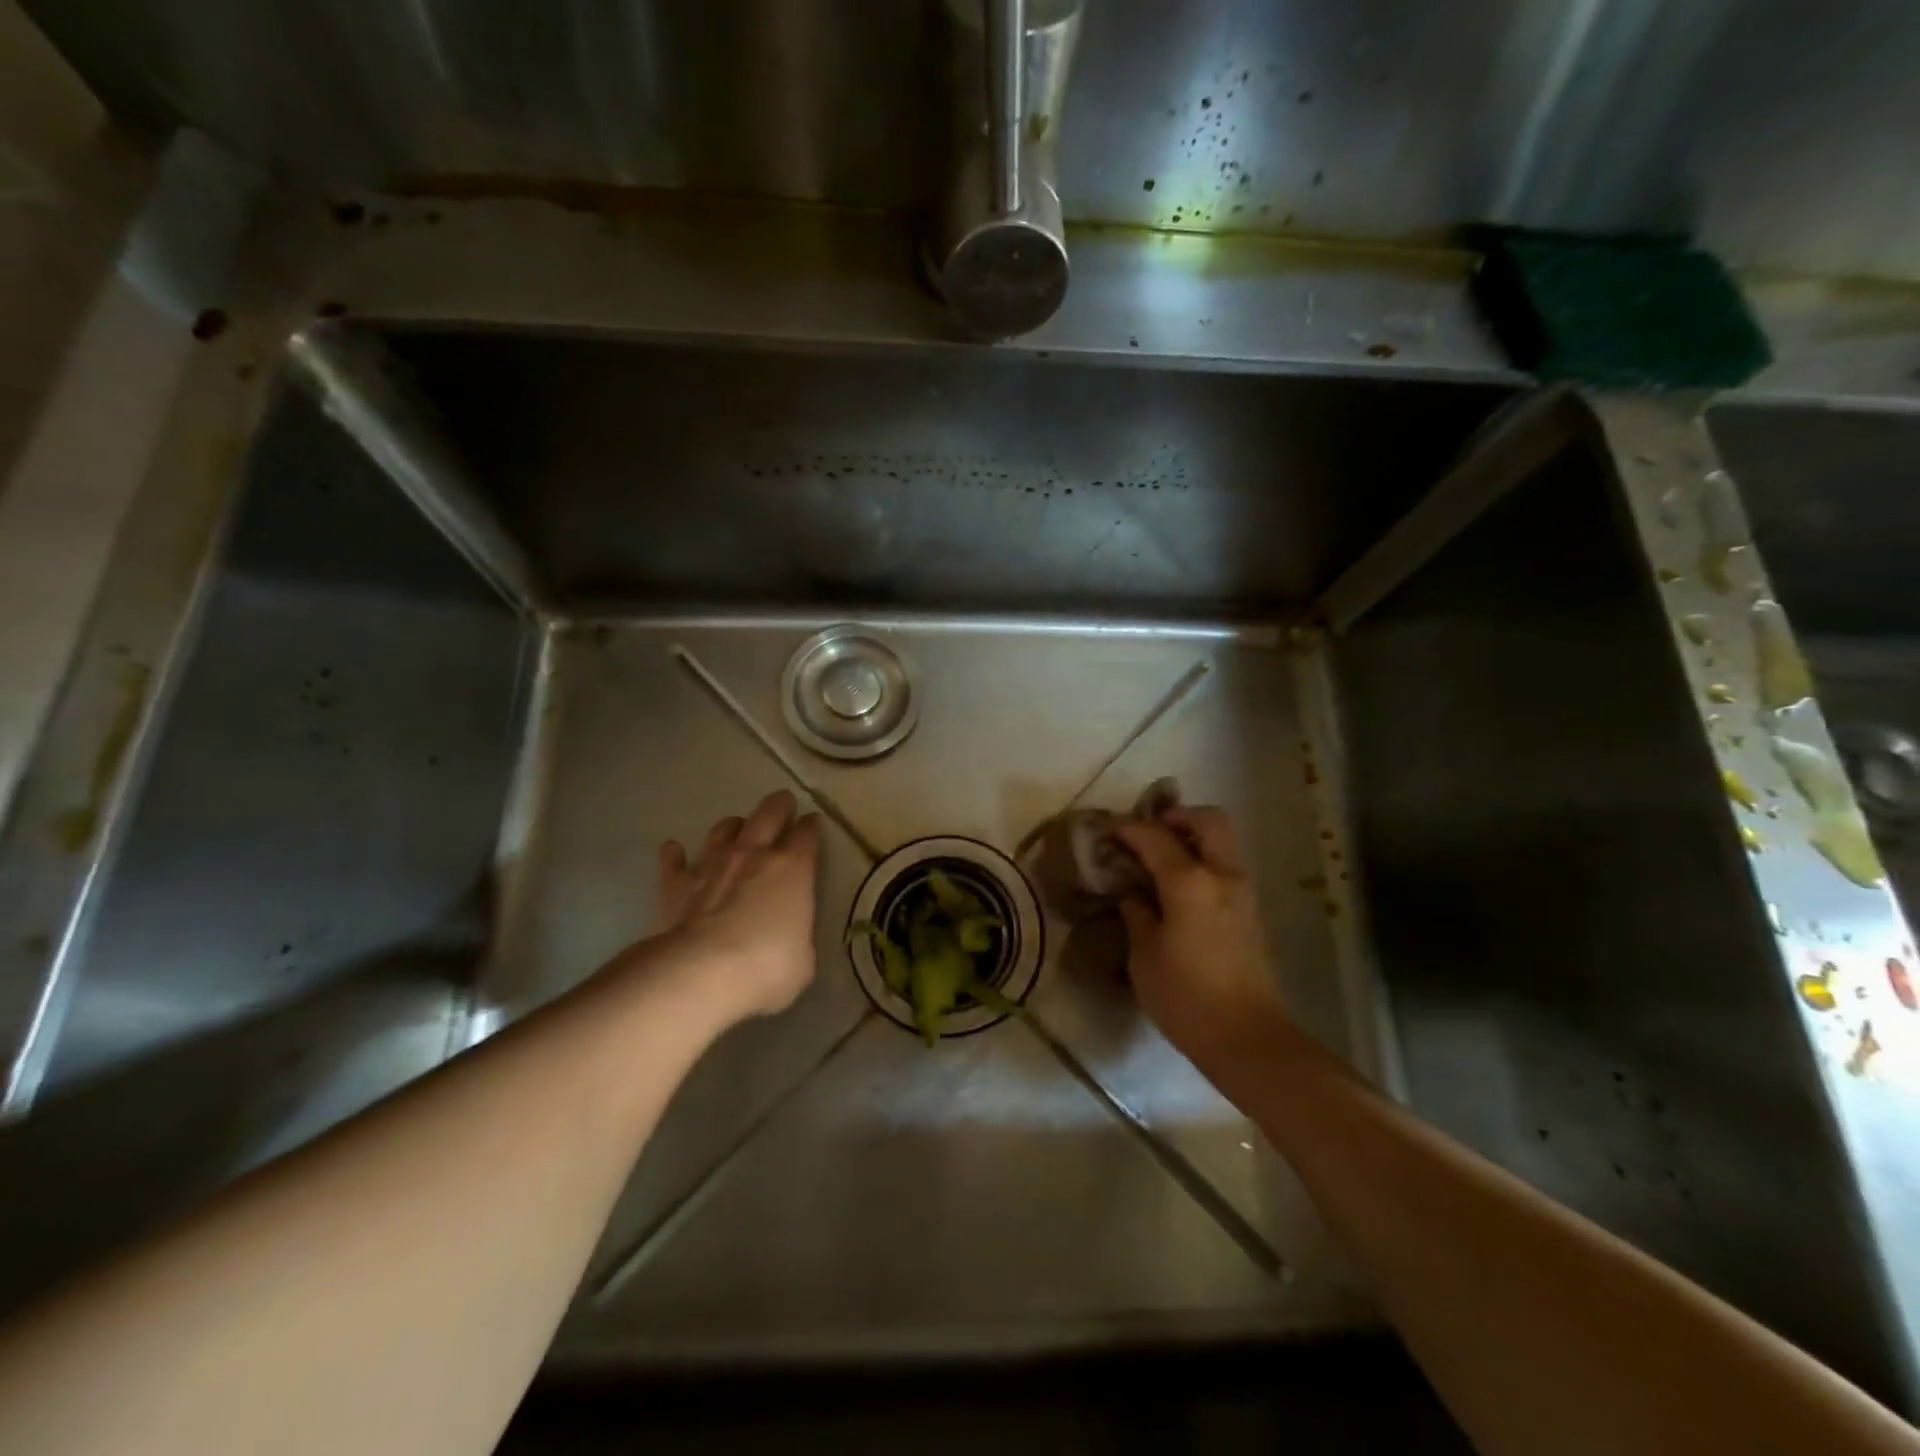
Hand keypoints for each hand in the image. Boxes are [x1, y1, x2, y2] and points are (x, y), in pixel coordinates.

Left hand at [653, 791, 821, 1021]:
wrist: (699, 974)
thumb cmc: (766, 968)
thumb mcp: (803, 959)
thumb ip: (799, 936)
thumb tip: (791, 937)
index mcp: (793, 869)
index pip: (808, 834)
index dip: (812, 827)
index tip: (813, 825)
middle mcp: (753, 855)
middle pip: (769, 813)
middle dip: (779, 806)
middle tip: (783, 804)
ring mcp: (712, 864)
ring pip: (723, 829)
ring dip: (732, 827)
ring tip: (736, 830)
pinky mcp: (676, 884)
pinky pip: (674, 861)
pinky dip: (675, 855)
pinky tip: (674, 852)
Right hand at [1113, 807, 1288, 1072]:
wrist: (1246, 1038)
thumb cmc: (1185, 997)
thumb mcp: (1144, 955)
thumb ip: (1137, 914)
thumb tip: (1132, 894)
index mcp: (1190, 882)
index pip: (1155, 837)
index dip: (1127, 828)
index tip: (1106, 830)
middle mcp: (1223, 875)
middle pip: (1208, 819)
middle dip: (1176, 816)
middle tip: (1148, 833)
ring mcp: (1243, 891)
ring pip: (1222, 840)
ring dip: (1192, 836)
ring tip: (1160, 858)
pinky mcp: (1251, 910)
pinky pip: (1226, 865)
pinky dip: (1204, 859)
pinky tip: (1178, 886)